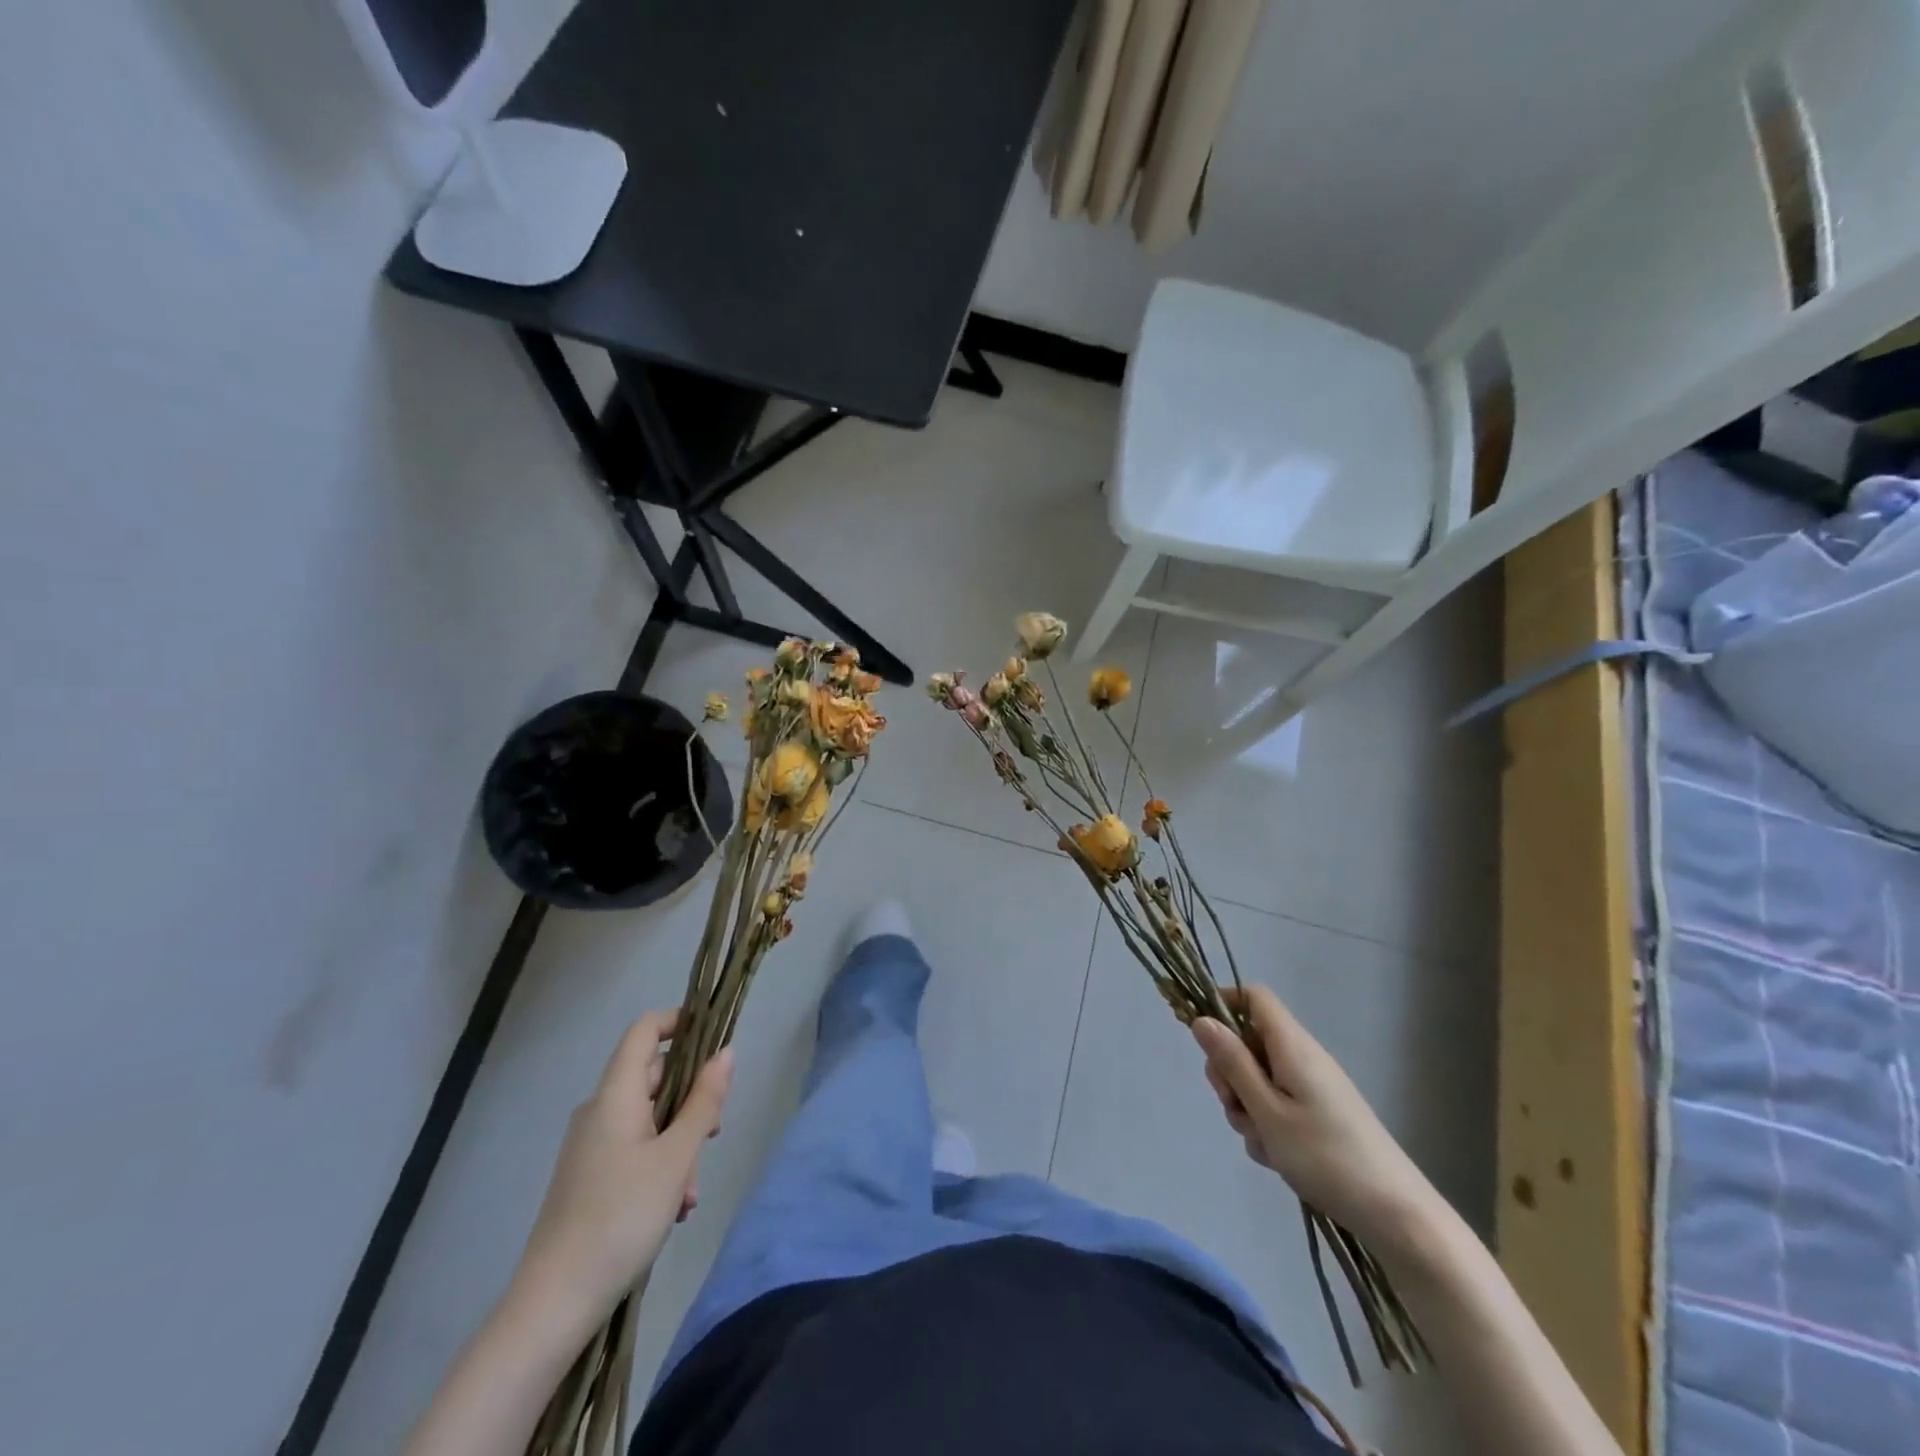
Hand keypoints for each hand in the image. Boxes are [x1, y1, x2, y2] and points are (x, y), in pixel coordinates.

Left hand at [510, 1011, 732, 1333]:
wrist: (553, 1304)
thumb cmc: (621, 1217)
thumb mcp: (677, 1157)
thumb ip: (705, 1102)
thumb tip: (726, 1053)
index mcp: (615, 1095)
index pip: (645, 1030)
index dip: (680, 1022)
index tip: (714, 1040)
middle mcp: (599, 1111)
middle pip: (654, 1078)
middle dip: (691, 1102)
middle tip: (714, 1136)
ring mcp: (591, 1145)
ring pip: (650, 1120)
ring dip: (679, 1144)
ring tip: (689, 1195)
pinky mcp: (589, 1177)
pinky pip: (635, 1149)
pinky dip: (660, 1166)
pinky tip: (672, 1209)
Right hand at [1192, 986, 1442, 1260]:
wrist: (1397, 1216)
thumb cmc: (1326, 1157)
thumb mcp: (1267, 1111)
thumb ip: (1232, 1063)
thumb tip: (1201, 1019)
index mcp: (1292, 1046)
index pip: (1253, 996)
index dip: (1224, 1004)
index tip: (1203, 1038)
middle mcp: (1303, 1058)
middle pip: (1249, 1041)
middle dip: (1229, 1072)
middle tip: (1234, 1107)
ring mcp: (1313, 1087)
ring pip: (1259, 1079)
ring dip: (1247, 1106)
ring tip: (1262, 1142)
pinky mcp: (1320, 1115)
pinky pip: (1278, 1105)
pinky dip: (1268, 1125)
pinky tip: (1277, 1157)